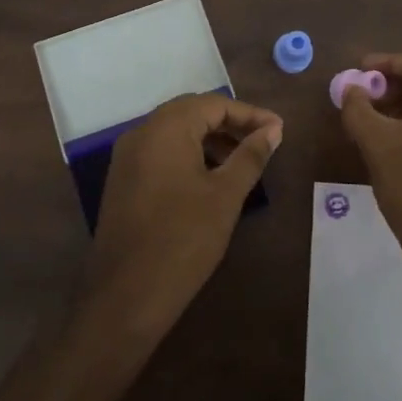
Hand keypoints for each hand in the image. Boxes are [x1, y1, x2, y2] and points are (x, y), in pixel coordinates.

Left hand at [83, 93, 282, 337]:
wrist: (127, 296)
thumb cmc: (184, 239)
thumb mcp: (225, 195)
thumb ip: (250, 156)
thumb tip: (273, 130)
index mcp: (166, 128)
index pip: (214, 104)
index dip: (250, 114)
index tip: (279, 129)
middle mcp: (142, 132)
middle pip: (192, 112)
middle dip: (230, 123)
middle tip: (263, 140)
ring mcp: (127, 157)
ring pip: (175, 132)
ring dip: (210, 139)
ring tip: (242, 160)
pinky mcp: (122, 180)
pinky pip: (160, 151)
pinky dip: (189, 154)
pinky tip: (210, 177)